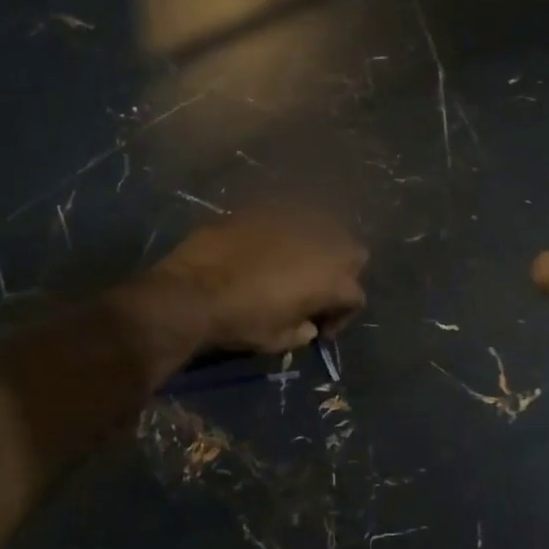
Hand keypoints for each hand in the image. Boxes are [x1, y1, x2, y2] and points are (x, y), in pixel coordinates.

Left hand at [148, 208, 367, 354]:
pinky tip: (264, 249)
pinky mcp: (266, 209)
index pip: (355, 296)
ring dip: (315, 248)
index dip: (341, 316)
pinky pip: (287, 219)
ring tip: (291, 265)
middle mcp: (324, 243)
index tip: (320, 328)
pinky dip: (284, 234)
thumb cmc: (242, 321)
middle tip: (314, 289)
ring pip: (323, 229)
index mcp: (333, 280)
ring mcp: (295, 220)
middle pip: (353, 254)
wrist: (194, 290)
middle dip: (340, 272)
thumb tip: (308, 326)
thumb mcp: (278, 339)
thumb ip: (302, 331)